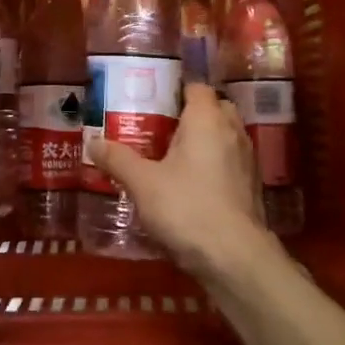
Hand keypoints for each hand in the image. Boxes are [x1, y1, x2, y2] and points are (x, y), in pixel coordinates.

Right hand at [86, 84, 274, 277]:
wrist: (234, 256)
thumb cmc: (186, 207)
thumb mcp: (142, 183)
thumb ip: (117, 159)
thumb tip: (92, 142)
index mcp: (207, 119)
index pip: (197, 88)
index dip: (176, 91)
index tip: (152, 103)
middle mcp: (232, 131)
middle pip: (213, 109)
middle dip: (190, 116)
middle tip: (159, 130)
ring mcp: (247, 159)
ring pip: (224, 136)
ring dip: (204, 141)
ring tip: (171, 157)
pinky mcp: (252, 186)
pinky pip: (230, 161)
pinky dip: (214, 164)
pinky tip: (191, 184)